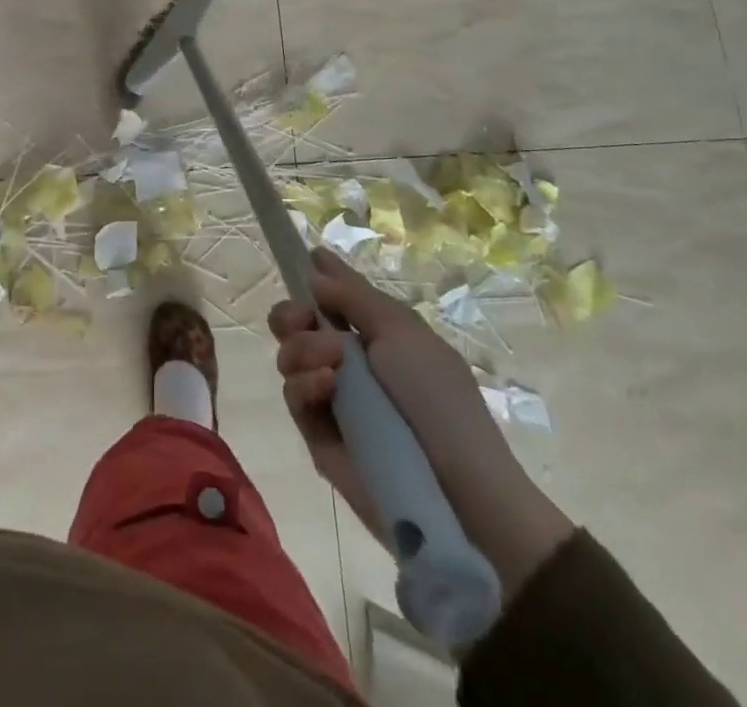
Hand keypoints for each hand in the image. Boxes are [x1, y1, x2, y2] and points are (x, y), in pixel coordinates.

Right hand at [269, 249, 574, 595]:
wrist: (458, 488)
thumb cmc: (438, 398)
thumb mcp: (402, 332)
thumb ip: (353, 297)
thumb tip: (313, 272)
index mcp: (375, 333)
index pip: (336, 296)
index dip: (319, 276)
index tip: (304, 257)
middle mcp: (347, 360)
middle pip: (296, 323)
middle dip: (291, 314)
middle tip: (302, 318)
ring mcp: (330, 397)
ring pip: (288, 355)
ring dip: (304, 349)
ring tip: (333, 365)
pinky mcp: (317, 435)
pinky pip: (293, 396)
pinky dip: (305, 385)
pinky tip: (327, 387)